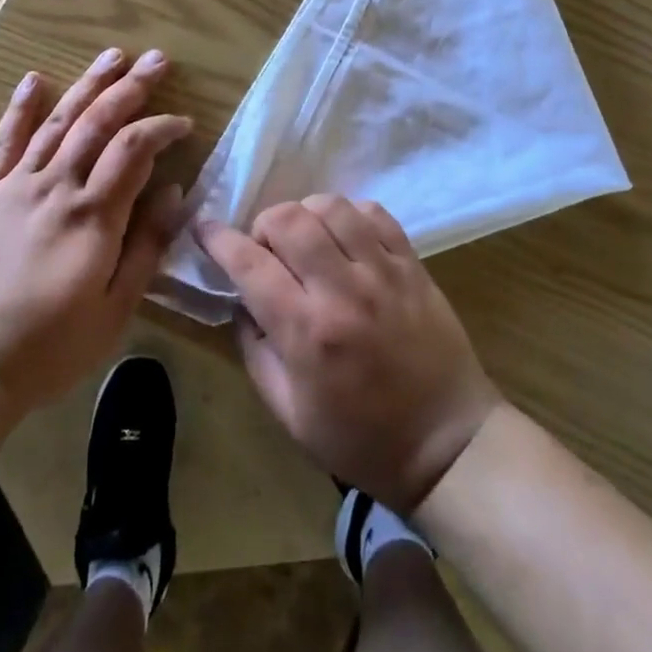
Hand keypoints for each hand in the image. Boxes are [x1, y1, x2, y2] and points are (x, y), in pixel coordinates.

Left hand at [0, 49, 191, 414]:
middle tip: (157, 61)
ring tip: (113, 55)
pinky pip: (5, 143)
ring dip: (88, 84)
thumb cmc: (48, 347)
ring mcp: (17, 187)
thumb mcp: (114, 310)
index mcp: (93, 216)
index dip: (162, 128)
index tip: (184, 124)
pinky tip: (33, 80)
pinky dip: (20, 109)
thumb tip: (174, 192)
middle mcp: (57, 187)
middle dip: (132, 87)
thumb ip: (146, 247)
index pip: (135, 150)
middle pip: (99, 123)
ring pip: (59, 122)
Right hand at [198, 196, 502, 511]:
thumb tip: (241, 301)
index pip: (250, 265)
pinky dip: (350, 214)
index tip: (204, 228)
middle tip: (266, 249)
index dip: (218, 239)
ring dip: (306, 214)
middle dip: (264, 225)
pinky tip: (345, 237)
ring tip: (306, 239)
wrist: (448, 444)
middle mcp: (342, 291)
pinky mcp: (412, 265)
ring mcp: (383, 272)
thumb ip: (256, 350)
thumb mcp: (289, 413)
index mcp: (306, 333)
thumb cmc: (361, 439)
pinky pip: (375, 213)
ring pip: (332, 207)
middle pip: (289, 220)